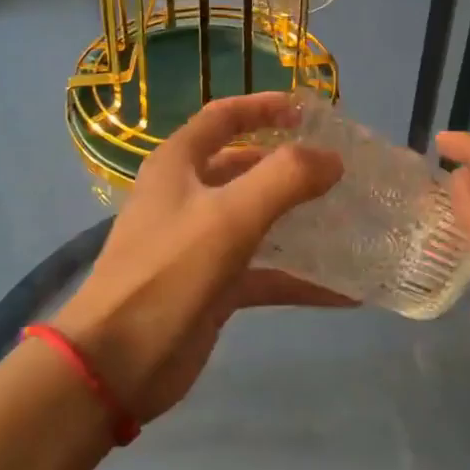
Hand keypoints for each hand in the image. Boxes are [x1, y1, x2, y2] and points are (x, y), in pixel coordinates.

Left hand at [52, 92, 347, 422]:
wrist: (117, 362)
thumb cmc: (168, 274)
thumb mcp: (229, 217)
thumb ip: (285, 179)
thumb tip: (332, 159)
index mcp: (179, 165)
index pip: (224, 117)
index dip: (265, 107)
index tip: (312, 112)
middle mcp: (188, 197)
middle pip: (246, 168)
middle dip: (291, 167)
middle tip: (342, 171)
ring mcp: (200, 244)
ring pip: (259, 221)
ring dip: (301, 222)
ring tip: (352, 222)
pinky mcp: (214, 286)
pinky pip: (265, 273)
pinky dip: (299, 279)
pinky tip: (344, 291)